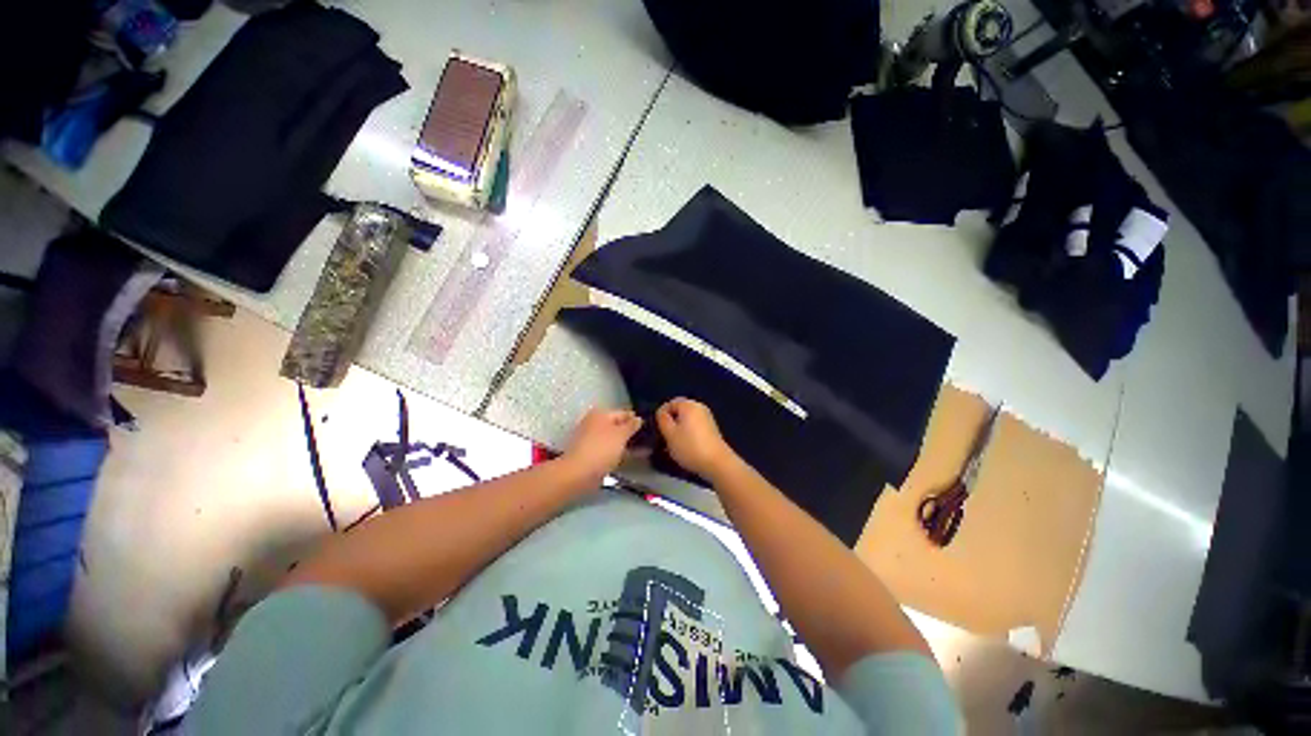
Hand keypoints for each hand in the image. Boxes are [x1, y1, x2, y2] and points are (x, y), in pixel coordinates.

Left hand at [563, 408, 642, 484]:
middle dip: (632, 432)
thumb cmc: (601, 449)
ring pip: (614, 439)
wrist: (578, 474)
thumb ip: (631, 425)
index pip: (624, 413)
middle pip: (618, 425)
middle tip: (649, 439)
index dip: (637, 419)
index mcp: (601, 414)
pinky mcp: (591, 454)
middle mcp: (594, 423)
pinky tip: (633, 457)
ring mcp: (592, 439)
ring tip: (645, 449)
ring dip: (628, 443)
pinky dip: (620, 452)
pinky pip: (610, 450)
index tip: (650, 427)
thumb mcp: (621, 434)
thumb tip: (638, 418)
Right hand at [655, 398, 738, 478]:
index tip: (658, 430)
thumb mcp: (669, 434)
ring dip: (679, 429)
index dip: (661, 415)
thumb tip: (662, 413)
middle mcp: (699, 407)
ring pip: (687, 420)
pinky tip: (686, 446)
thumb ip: (663, 420)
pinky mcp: (711, 429)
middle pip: (679, 411)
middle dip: (670, 422)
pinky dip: (688, 433)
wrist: (717, 463)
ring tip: (674, 444)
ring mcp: (707, 418)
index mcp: (689, 405)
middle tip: (664, 437)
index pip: (670, 403)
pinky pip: (695, 426)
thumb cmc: (690, 447)